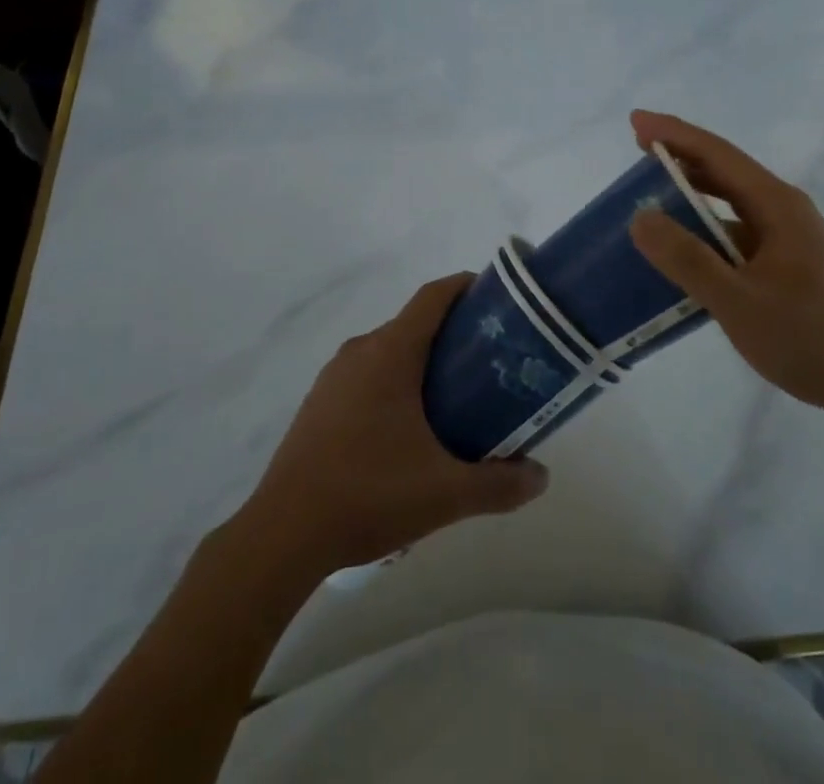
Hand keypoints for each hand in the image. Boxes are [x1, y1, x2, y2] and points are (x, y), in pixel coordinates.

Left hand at [242, 274, 549, 574]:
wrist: (282, 535)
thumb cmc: (368, 495)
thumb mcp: (445, 493)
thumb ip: (499, 483)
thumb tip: (541, 476)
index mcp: (390, 352)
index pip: (433, 297)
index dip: (466, 287)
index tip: (498, 299)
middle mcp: (360, 351)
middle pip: (414, 324)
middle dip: (453, 334)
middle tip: (490, 362)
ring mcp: (333, 377)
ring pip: (389, 351)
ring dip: (423, 362)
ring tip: (456, 397)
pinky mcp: (319, 403)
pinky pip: (367, 375)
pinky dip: (395, 383)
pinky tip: (409, 429)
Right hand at [627, 110, 823, 425]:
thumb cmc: (810, 339)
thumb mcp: (739, 302)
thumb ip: (688, 259)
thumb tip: (640, 217)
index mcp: (777, 205)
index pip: (718, 154)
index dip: (674, 134)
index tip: (635, 121)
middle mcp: (784, 210)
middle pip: (725, 171)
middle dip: (680, 157)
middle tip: (636, 151)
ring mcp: (789, 236)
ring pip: (731, 201)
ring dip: (693, 192)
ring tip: (651, 193)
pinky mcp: (788, 261)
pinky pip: (737, 231)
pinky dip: (706, 227)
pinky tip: (685, 246)